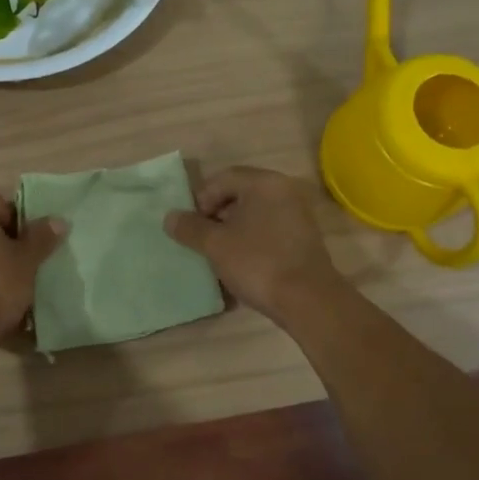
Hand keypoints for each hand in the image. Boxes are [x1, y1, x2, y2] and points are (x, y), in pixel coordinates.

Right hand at [166, 167, 343, 322]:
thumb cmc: (258, 263)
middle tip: (202, 239)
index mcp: (263, 183)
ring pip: (254, 213)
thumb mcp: (215, 245)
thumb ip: (190, 228)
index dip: (200, 200)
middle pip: (239, 193)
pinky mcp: (303, 237)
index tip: (191, 226)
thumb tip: (170, 217)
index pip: (222, 178)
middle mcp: (284, 190)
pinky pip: (269, 228)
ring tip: (219, 253)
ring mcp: (297, 214)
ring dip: (232, 229)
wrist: (309, 300)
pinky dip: (251, 239)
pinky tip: (242, 262)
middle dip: (216, 215)